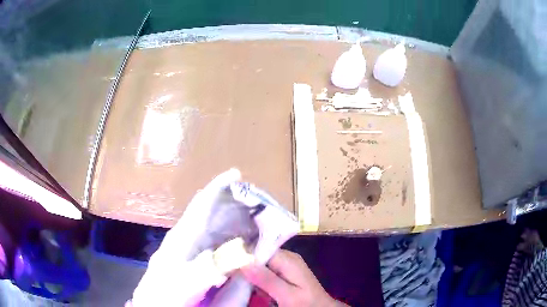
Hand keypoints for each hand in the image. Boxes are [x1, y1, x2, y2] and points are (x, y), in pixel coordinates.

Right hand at [241, 250, 346, 306]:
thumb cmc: (306, 303)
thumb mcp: (287, 295)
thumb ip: (267, 280)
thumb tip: (243, 263)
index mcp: (287, 259)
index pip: (259, 249)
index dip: (243, 256)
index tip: (229, 266)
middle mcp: (286, 258)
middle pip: (258, 256)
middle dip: (248, 269)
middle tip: (242, 282)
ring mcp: (285, 265)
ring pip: (260, 265)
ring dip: (253, 278)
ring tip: (255, 289)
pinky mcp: (284, 274)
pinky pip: (265, 273)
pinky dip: (260, 282)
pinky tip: (262, 291)